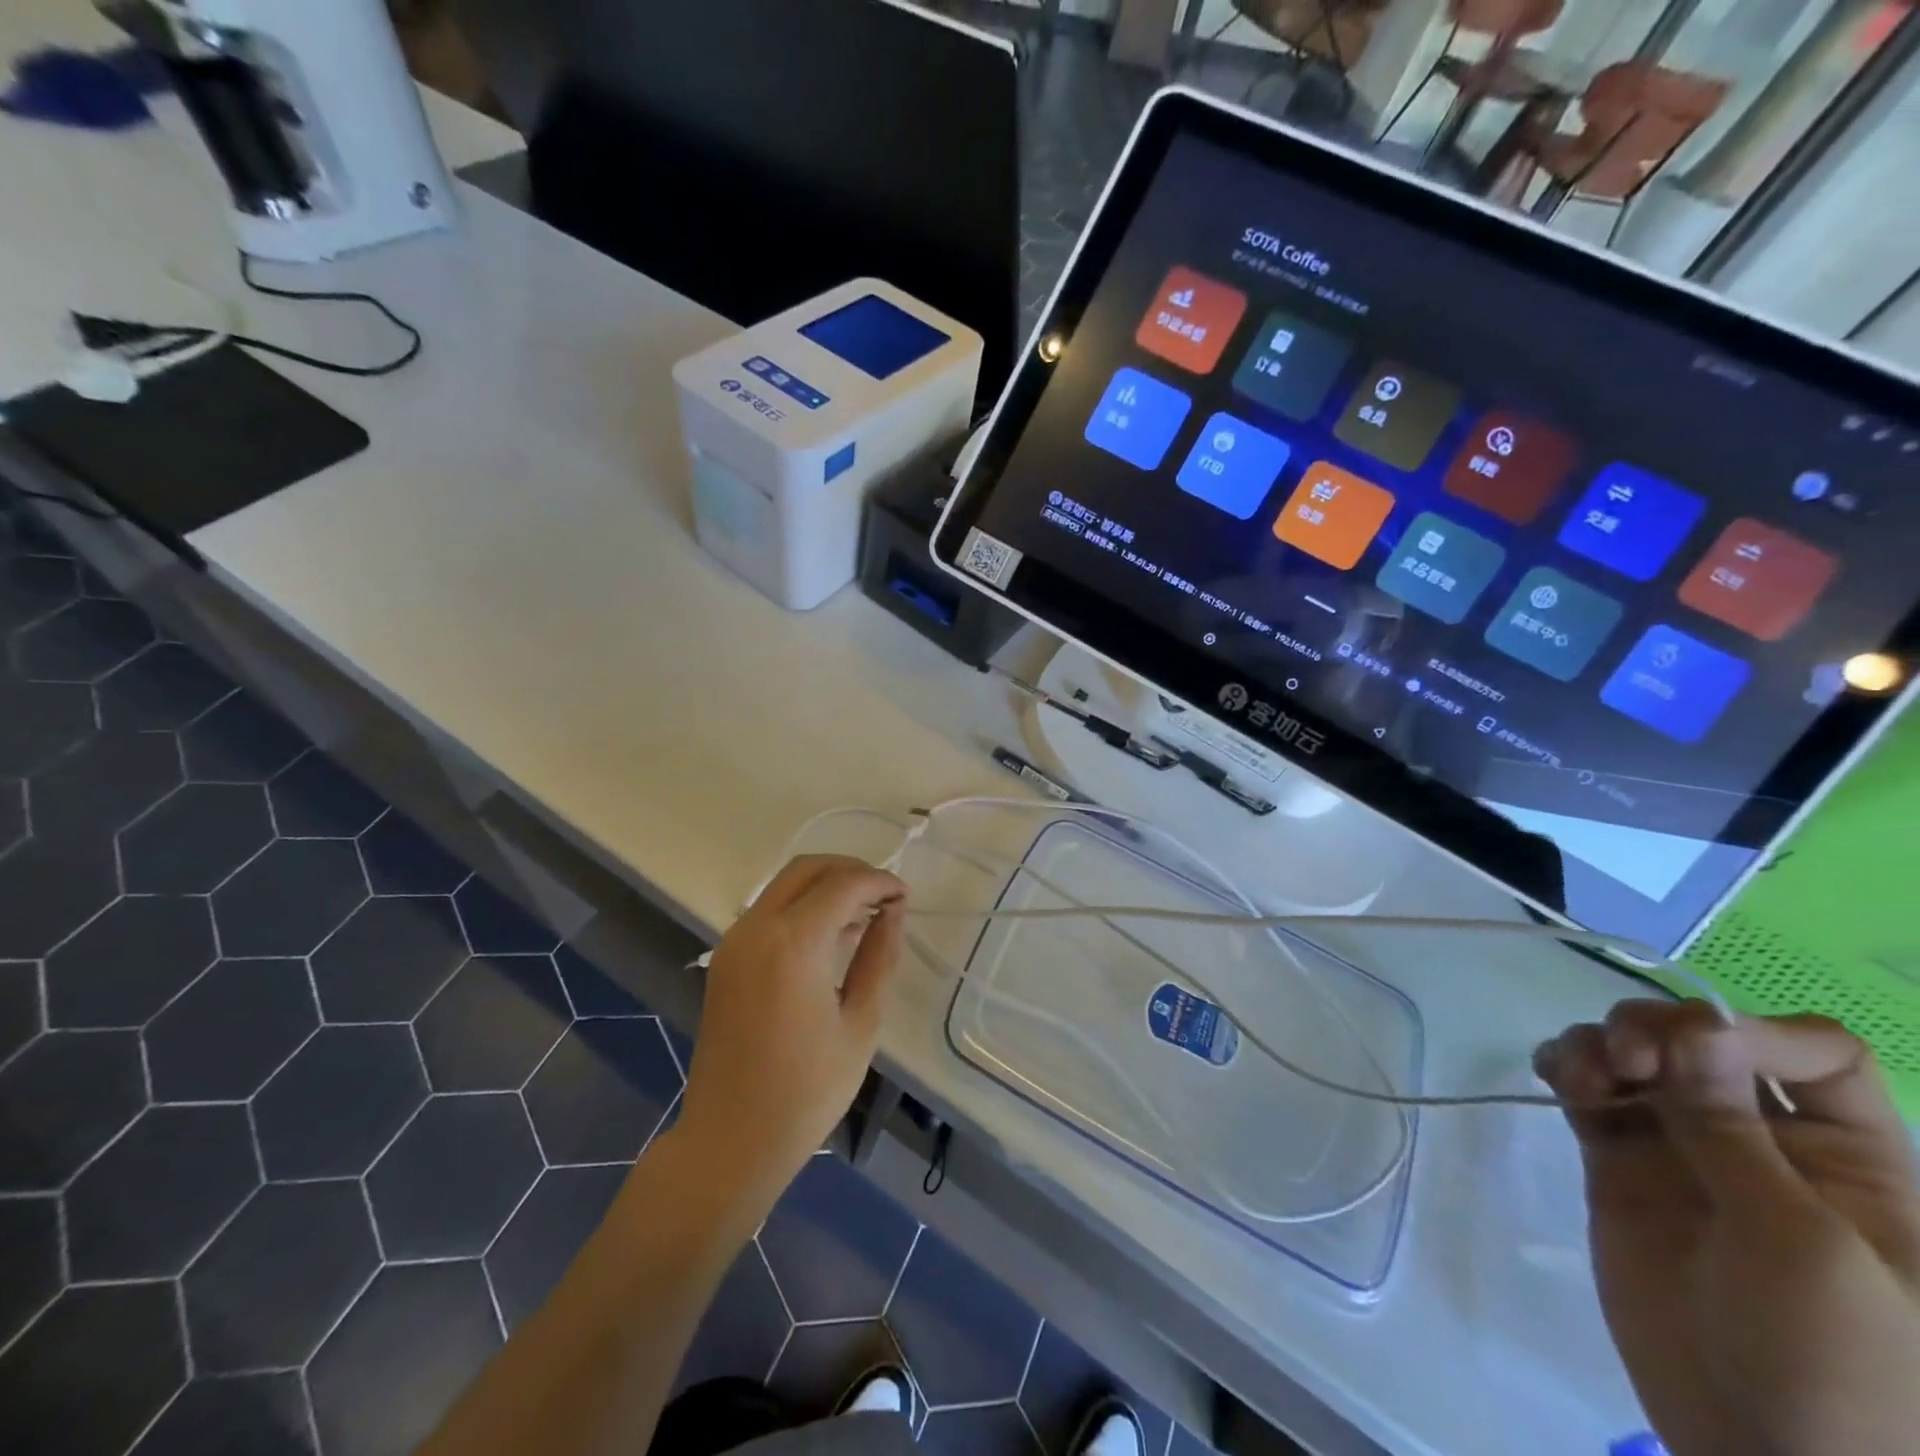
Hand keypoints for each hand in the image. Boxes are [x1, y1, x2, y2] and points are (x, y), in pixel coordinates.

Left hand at [676, 856, 905, 1214]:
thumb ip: (879, 957)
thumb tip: (892, 912)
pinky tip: (830, 936)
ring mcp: (734, 942)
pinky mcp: (725, 959)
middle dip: (851, 871)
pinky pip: (769, 911)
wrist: (730, 1141)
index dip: (879, 882)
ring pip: (785, 885)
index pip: (843, 884)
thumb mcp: (861, 1023)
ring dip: (825, 886)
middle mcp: (757, 928)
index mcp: (792, 943)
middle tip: (885, 896)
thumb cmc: (806, 1091)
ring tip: (865, 915)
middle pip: (808, 869)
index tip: (905, 897)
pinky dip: (802, 906)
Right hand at [1535, 1001, 1919, 1455]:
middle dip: (1652, 1031)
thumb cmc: (1835, 1366)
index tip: (1688, 1050)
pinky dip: (1569, 1068)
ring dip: (1600, 1045)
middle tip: (1624, 1064)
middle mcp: (1762, 1139)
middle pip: (1700, 1039)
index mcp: (1847, 1158)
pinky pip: (1591, 1093)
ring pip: (1634, 1057)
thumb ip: (1735, 1132)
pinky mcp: (1618, 1166)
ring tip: (1581, 1076)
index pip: (1810, 1052)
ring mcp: (1681, 1150)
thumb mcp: (1801, 1246)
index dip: (1749, 1031)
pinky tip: (1558, 1078)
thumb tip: (1693, 1023)